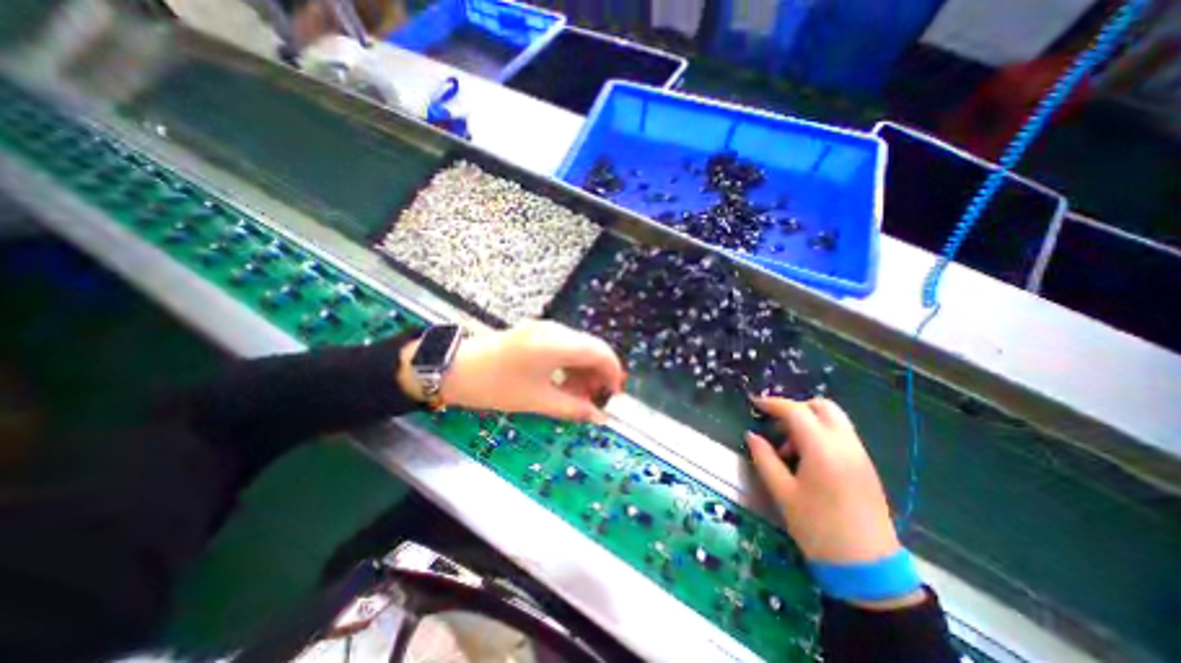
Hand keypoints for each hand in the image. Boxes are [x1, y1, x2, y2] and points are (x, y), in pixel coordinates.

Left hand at [406, 321, 625, 423]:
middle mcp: (555, 330)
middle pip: (591, 348)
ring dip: (584, 370)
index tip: (614, 396)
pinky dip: (570, 365)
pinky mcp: (535, 334)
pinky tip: (565, 383)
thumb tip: (599, 418)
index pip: (600, 352)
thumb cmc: (495, 385)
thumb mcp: (536, 400)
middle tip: (596, 399)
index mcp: (557, 343)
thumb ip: (573, 408)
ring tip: (581, 396)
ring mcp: (544, 330)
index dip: (613, 373)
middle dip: (599, 373)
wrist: (452, 369)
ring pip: (578, 347)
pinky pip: (563, 347)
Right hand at [746, 397, 906, 567]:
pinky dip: (822, 434)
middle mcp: (845, 444)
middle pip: (822, 406)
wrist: (867, 568)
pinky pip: (842, 435)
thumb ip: (764, 458)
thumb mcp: (782, 492)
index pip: (796, 411)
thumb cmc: (817, 528)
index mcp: (822, 449)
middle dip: (796, 407)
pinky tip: (808, 459)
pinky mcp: (866, 466)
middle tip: (776, 423)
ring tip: (789, 448)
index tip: (755, 403)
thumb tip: (751, 435)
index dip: (773, 403)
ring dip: (809, 421)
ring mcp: (860, 454)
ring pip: (834, 419)